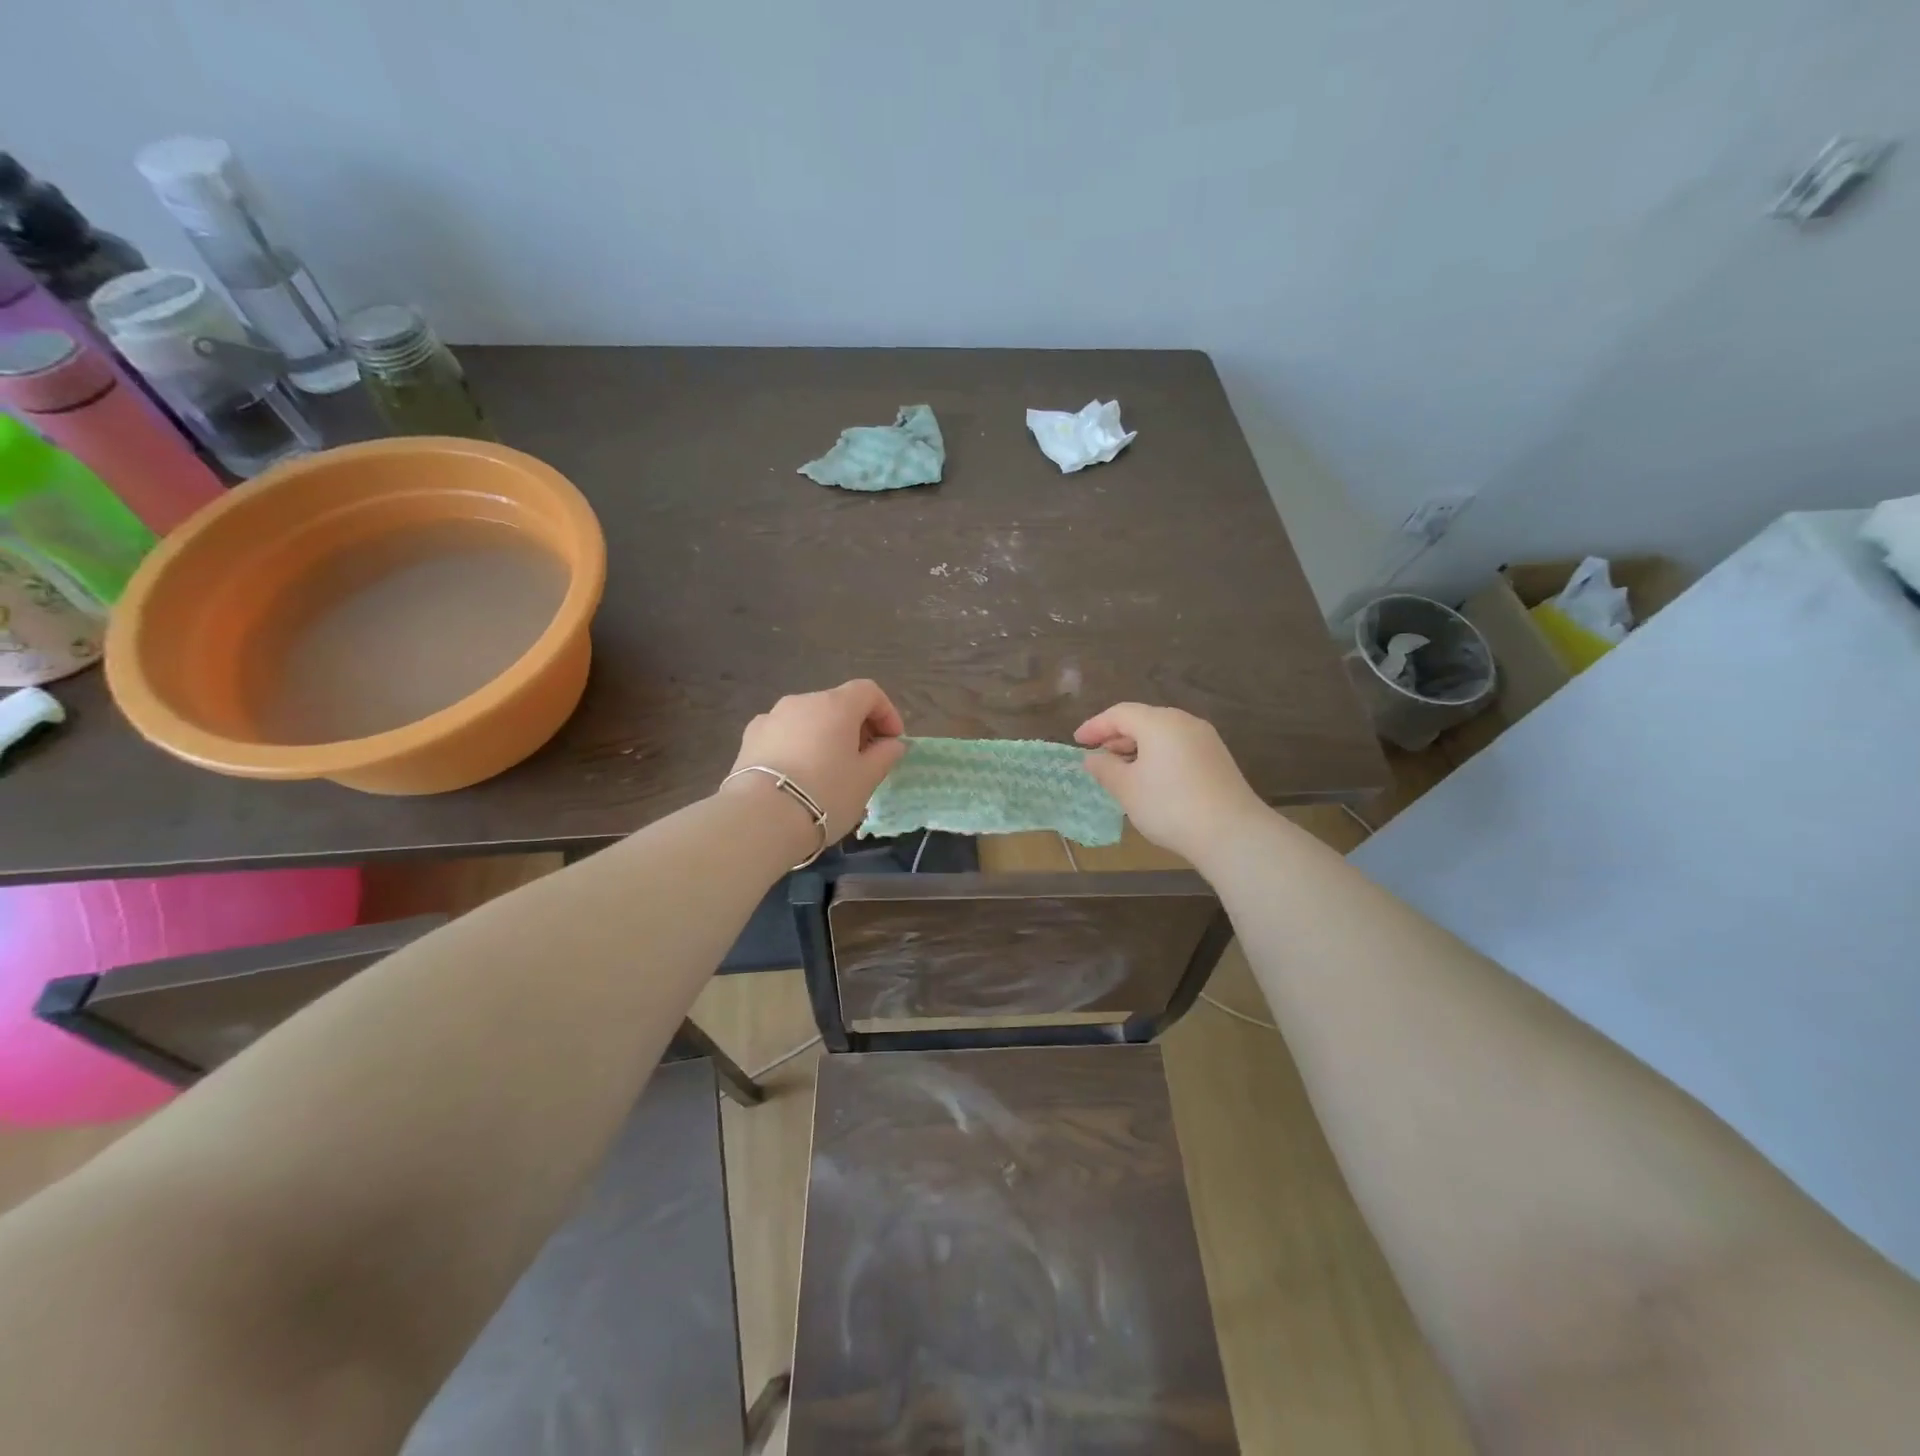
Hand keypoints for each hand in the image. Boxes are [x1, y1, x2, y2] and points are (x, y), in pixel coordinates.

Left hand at [725, 680, 907, 841]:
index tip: (892, 742)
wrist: (761, 819)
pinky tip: (798, 775)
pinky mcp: (749, 739)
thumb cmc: (825, 794)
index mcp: (835, 705)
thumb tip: (892, 744)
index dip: (886, 712)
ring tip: (829, 770)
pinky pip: (784, 734)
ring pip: (808, 719)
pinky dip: (798, 745)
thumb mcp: (866, 779)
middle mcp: (802, 702)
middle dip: (856, 726)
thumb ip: (884, 755)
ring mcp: (771, 717)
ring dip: (825, 736)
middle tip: (865, 760)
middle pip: (837, 703)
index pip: (868, 691)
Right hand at [1075, 703, 1264, 863]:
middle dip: (1116, 735)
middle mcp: (1184, 722)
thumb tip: (1093, 757)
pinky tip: (1150, 778)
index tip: (1077, 741)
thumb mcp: (1127, 788)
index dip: (1095, 726)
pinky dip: (1158, 755)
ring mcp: (1205, 739)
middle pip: (1143, 719)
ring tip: (1120, 769)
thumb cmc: (1169, 806)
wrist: (1231, 833)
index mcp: (1159, 722)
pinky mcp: (1217, 758)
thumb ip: (1105, 768)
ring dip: (1137, 747)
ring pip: (1162, 734)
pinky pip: (1178, 746)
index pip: (1119, 714)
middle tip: (1097, 755)